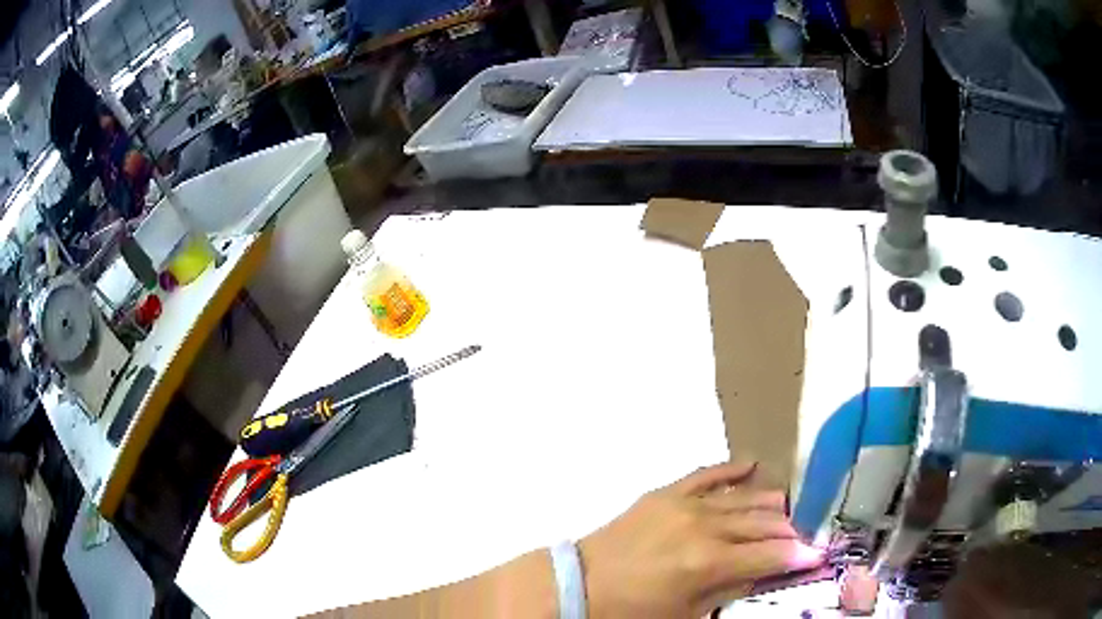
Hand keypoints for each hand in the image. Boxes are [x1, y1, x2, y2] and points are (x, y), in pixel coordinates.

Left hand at [578, 461, 822, 618]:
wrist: (580, 584)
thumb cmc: (632, 610)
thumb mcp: (686, 613)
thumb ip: (729, 590)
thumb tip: (763, 572)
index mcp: (709, 563)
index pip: (769, 554)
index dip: (798, 555)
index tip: (818, 554)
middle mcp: (703, 526)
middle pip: (762, 523)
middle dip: (789, 531)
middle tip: (803, 538)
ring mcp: (684, 504)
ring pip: (743, 497)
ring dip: (769, 504)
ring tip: (787, 511)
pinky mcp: (666, 492)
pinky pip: (707, 474)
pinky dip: (732, 470)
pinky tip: (753, 465)